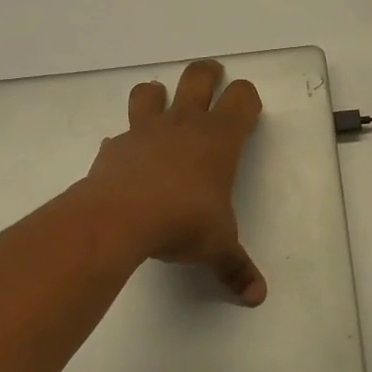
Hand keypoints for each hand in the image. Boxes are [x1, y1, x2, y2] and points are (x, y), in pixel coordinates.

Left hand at [81, 59, 266, 304]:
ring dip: (157, 95)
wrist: (120, 219)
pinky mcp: (115, 147)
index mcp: (218, 139)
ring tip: (161, 111)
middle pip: (198, 76)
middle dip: (208, 74)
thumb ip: (236, 268)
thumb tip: (257, 297)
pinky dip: (126, 144)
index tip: (247, 111)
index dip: (247, 98)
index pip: (242, 98)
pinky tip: (128, 163)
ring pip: (150, 91)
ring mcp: (145, 131)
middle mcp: (184, 124)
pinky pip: (121, 136)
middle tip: (212, 79)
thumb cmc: (182, 223)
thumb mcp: (217, 247)